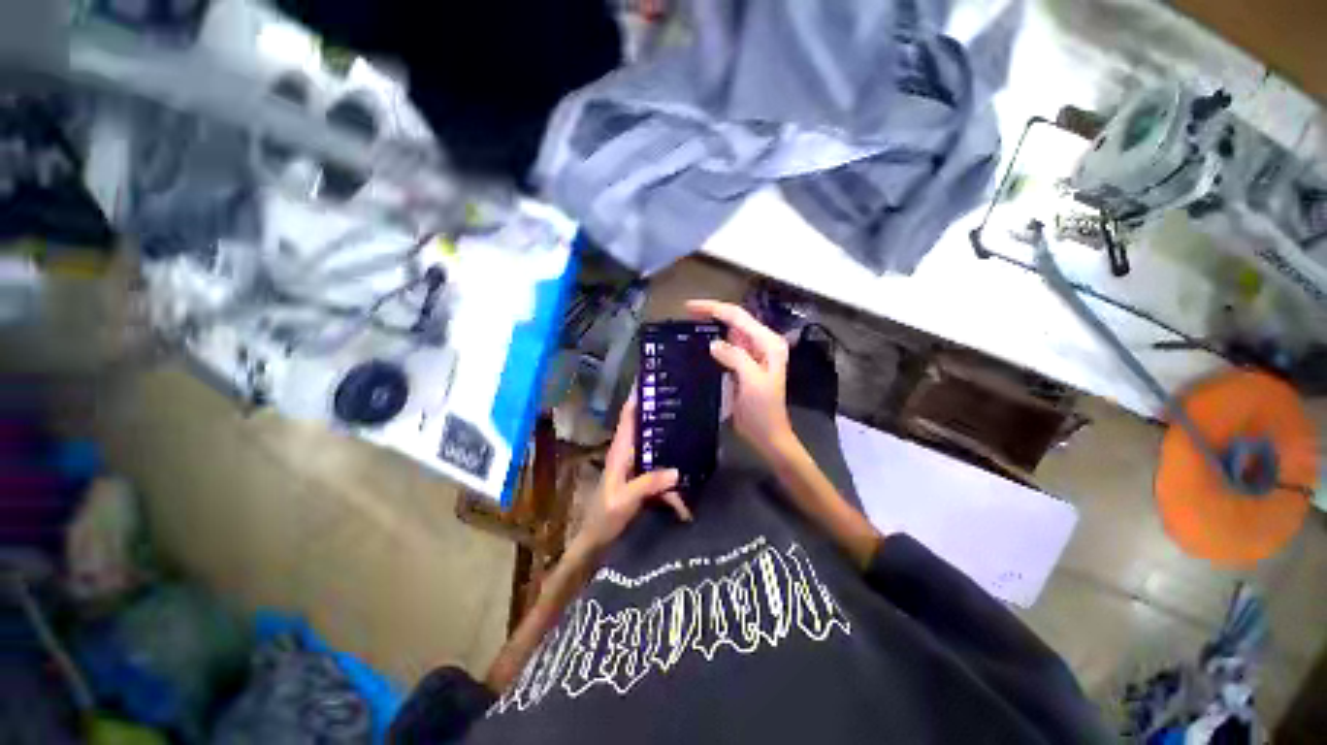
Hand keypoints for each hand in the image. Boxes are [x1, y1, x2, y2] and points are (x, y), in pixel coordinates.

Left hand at [574, 392, 691, 556]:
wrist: (597, 539)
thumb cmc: (605, 516)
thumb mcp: (625, 500)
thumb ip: (648, 484)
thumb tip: (676, 470)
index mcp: (619, 450)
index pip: (628, 416)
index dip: (637, 397)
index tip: (652, 379)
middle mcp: (628, 451)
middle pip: (643, 423)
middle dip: (658, 408)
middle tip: (681, 393)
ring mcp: (636, 463)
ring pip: (652, 439)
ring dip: (667, 429)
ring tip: (690, 417)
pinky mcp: (643, 475)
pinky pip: (659, 458)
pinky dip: (671, 454)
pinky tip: (689, 455)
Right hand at [686, 299, 793, 455]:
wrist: (767, 434)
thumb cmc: (763, 410)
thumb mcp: (752, 382)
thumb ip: (736, 358)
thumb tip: (714, 343)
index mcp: (768, 343)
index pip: (738, 317)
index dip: (713, 308)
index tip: (689, 307)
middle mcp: (762, 344)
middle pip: (734, 320)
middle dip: (711, 313)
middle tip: (686, 313)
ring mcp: (752, 354)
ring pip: (729, 332)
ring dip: (711, 326)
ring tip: (689, 323)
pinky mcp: (743, 366)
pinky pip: (727, 348)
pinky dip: (713, 343)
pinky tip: (700, 343)